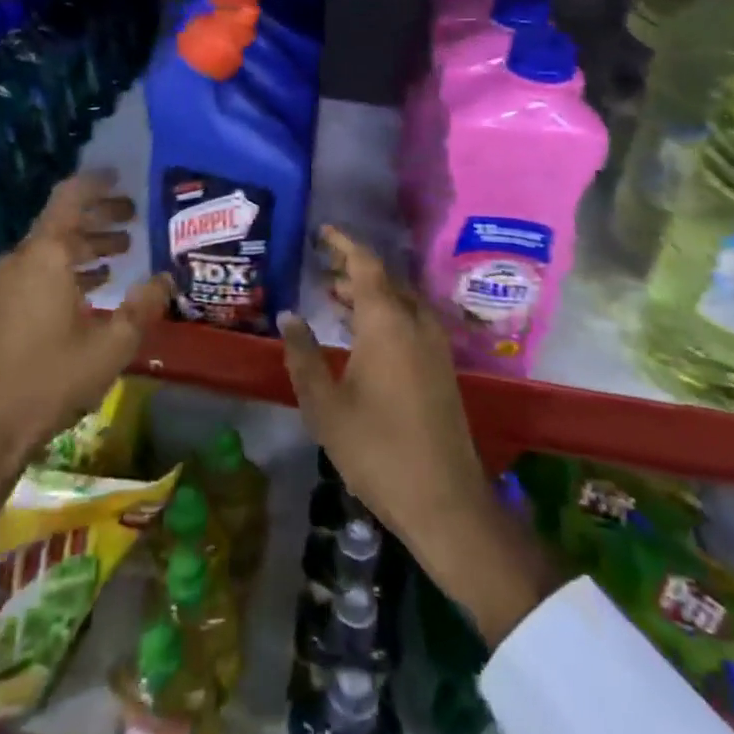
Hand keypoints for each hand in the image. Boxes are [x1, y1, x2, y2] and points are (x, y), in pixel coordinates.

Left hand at [0, 171, 171, 525]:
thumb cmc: (56, 378)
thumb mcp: (113, 344)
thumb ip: (144, 306)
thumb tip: (167, 278)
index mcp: (47, 255)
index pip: (70, 198)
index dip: (96, 182)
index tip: (121, 175)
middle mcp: (24, 258)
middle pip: (63, 219)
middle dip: (100, 214)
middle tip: (134, 216)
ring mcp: (10, 281)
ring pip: (53, 245)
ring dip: (87, 242)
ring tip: (123, 249)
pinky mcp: (6, 302)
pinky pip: (42, 267)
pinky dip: (70, 265)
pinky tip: (97, 283)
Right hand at [280, 226, 557, 647]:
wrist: (445, 502)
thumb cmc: (377, 450)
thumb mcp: (325, 404)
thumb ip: (303, 354)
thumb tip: (288, 314)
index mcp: (387, 321)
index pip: (365, 264)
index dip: (343, 244)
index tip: (321, 232)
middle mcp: (415, 322)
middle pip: (384, 278)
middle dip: (352, 267)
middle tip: (319, 264)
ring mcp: (433, 344)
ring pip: (398, 299)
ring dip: (367, 291)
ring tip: (331, 293)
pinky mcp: (441, 366)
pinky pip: (409, 320)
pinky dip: (382, 312)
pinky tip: (360, 331)